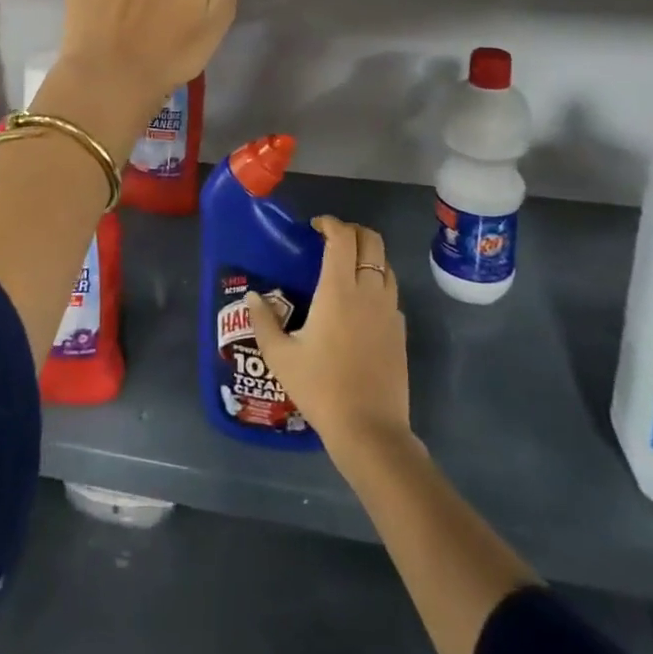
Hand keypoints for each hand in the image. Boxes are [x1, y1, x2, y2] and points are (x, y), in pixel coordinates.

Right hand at [246, 216, 411, 462]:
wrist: (369, 430)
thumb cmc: (321, 388)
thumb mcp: (280, 357)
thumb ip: (263, 322)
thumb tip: (252, 297)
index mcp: (338, 290)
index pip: (342, 237)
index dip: (330, 223)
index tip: (315, 227)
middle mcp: (368, 291)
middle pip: (371, 240)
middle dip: (353, 231)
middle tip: (331, 240)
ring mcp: (389, 310)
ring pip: (385, 264)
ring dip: (367, 255)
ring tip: (346, 267)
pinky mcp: (400, 330)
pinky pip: (391, 292)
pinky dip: (377, 283)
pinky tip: (361, 304)